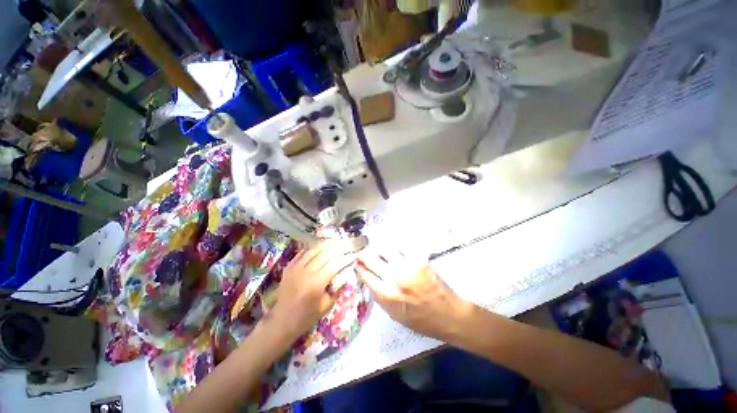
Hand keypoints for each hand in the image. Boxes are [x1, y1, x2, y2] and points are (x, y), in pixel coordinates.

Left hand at [266, 242, 355, 343]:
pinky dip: (312, 249)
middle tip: (347, 246)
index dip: (346, 258)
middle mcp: (306, 272)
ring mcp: (295, 268)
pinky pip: (302, 253)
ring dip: (326, 245)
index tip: (354, 254)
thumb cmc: (305, 317)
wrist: (280, 322)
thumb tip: (346, 274)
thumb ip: (337, 289)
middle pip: (325, 253)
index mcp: (316, 284)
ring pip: (314, 250)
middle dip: (338, 248)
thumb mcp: (325, 306)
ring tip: (335, 243)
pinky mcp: (289, 267)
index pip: (335, 264)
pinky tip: (319, 248)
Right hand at [356, 251, 470, 339]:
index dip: (359, 267)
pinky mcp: (419, 259)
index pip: (365, 274)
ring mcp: (407, 265)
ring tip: (377, 249)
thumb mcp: (394, 315)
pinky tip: (393, 249)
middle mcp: (394, 277)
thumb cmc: (420, 320)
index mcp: (386, 295)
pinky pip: (401, 247)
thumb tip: (369, 279)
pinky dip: (394, 247)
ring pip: (384, 248)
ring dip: (377, 248)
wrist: (448, 314)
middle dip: (363, 254)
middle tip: (363, 253)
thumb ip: (379, 296)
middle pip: (370, 257)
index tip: (358, 264)